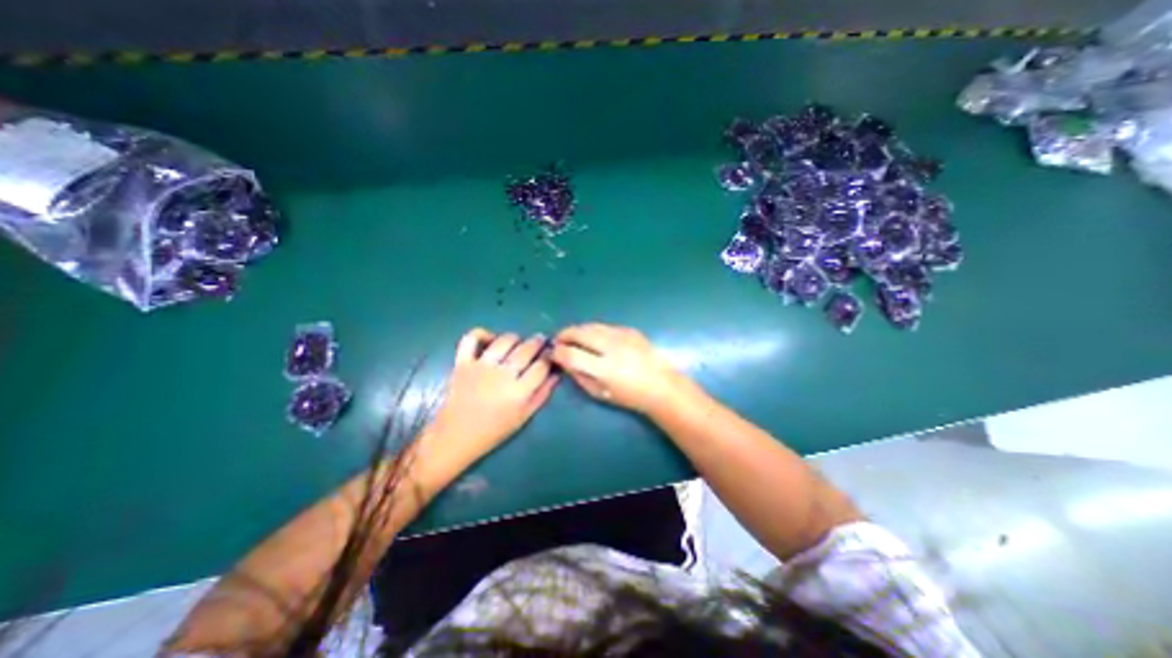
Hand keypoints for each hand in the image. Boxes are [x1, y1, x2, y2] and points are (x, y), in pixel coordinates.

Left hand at [430, 330, 557, 462]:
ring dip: (516, 338)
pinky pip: (472, 339)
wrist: (455, 437)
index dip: (549, 357)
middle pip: (526, 350)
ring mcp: (481, 366)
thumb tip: (556, 374)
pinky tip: (491, 339)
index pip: (541, 366)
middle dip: (538, 343)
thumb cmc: (493, 430)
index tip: (552, 354)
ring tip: (519, 342)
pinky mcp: (462, 363)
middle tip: (541, 341)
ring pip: (504, 341)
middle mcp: (502, 375)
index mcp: (519, 392)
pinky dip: (482, 333)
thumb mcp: (524, 417)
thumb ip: (542, 394)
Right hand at [553, 325, 688, 414]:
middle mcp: (613, 348)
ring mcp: (623, 336)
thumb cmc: (629, 396)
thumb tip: (564, 361)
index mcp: (605, 369)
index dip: (558, 352)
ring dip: (578, 330)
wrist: (661, 386)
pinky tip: (594, 338)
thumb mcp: (600, 393)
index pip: (571, 354)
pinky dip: (595, 330)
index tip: (553, 353)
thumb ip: (579, 376)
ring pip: (591, 325)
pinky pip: (605, 326)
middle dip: (564, 334)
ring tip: (573, 337)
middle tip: (559, 340)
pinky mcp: (631, 330)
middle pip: (580, 333)